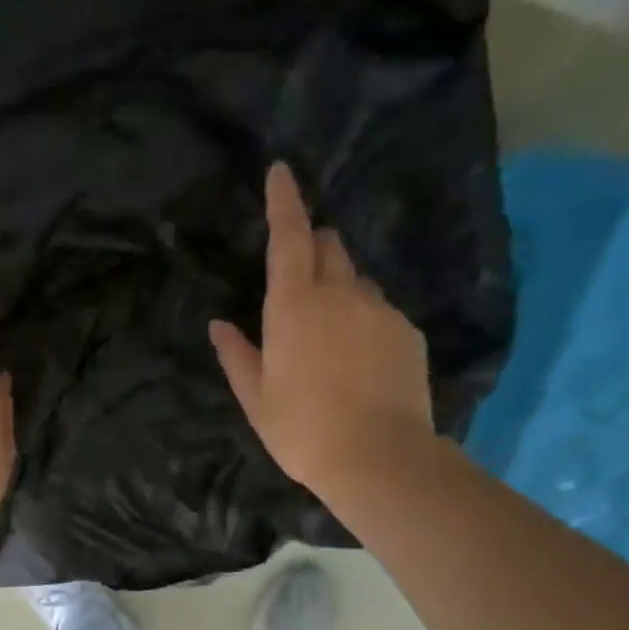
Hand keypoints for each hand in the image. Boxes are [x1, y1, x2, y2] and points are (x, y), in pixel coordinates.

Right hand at [210, 163, 434, 504]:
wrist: (378, 458)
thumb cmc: (302, 429)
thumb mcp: (256, 398)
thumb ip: (237, 355)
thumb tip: (219, 325)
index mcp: (294, 305)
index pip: (289, 235)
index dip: (284, 201)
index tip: (281, 171)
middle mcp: (341, 293)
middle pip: (329, 246)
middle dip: (312, 246)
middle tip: (298, 280)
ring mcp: (380, 310)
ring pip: (357, 280)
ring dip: (340, 288)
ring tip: (330, 337)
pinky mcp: (409, 332)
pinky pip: (381, 310)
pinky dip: (365, 320)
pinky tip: (359, 362)